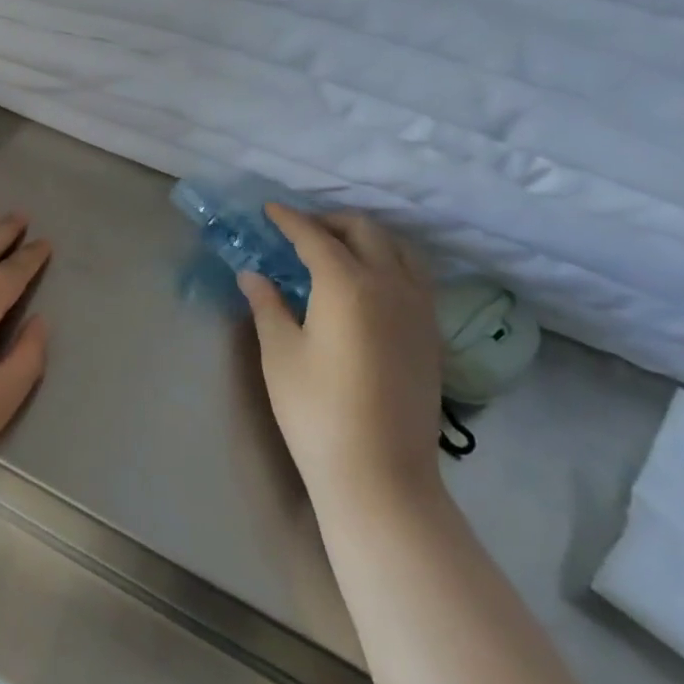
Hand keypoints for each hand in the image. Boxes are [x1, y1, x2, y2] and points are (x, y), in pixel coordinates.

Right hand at [239, 207, 442, 515]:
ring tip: (336, 250)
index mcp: (347, 284)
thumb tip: (252, 274)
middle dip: (330, 222)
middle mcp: (390, 285)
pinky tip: (368, 282)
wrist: (380, 473)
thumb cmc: (316, 410)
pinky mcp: (431, 334)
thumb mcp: (280, 353)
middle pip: (365, 232)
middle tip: (298, 232)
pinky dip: (389, 261)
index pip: (315, 236)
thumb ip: (267, 304)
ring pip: (399, 249)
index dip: (289, 220)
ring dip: (366, 237)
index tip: (269, 210)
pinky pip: (415, 276)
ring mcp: (418, 309)